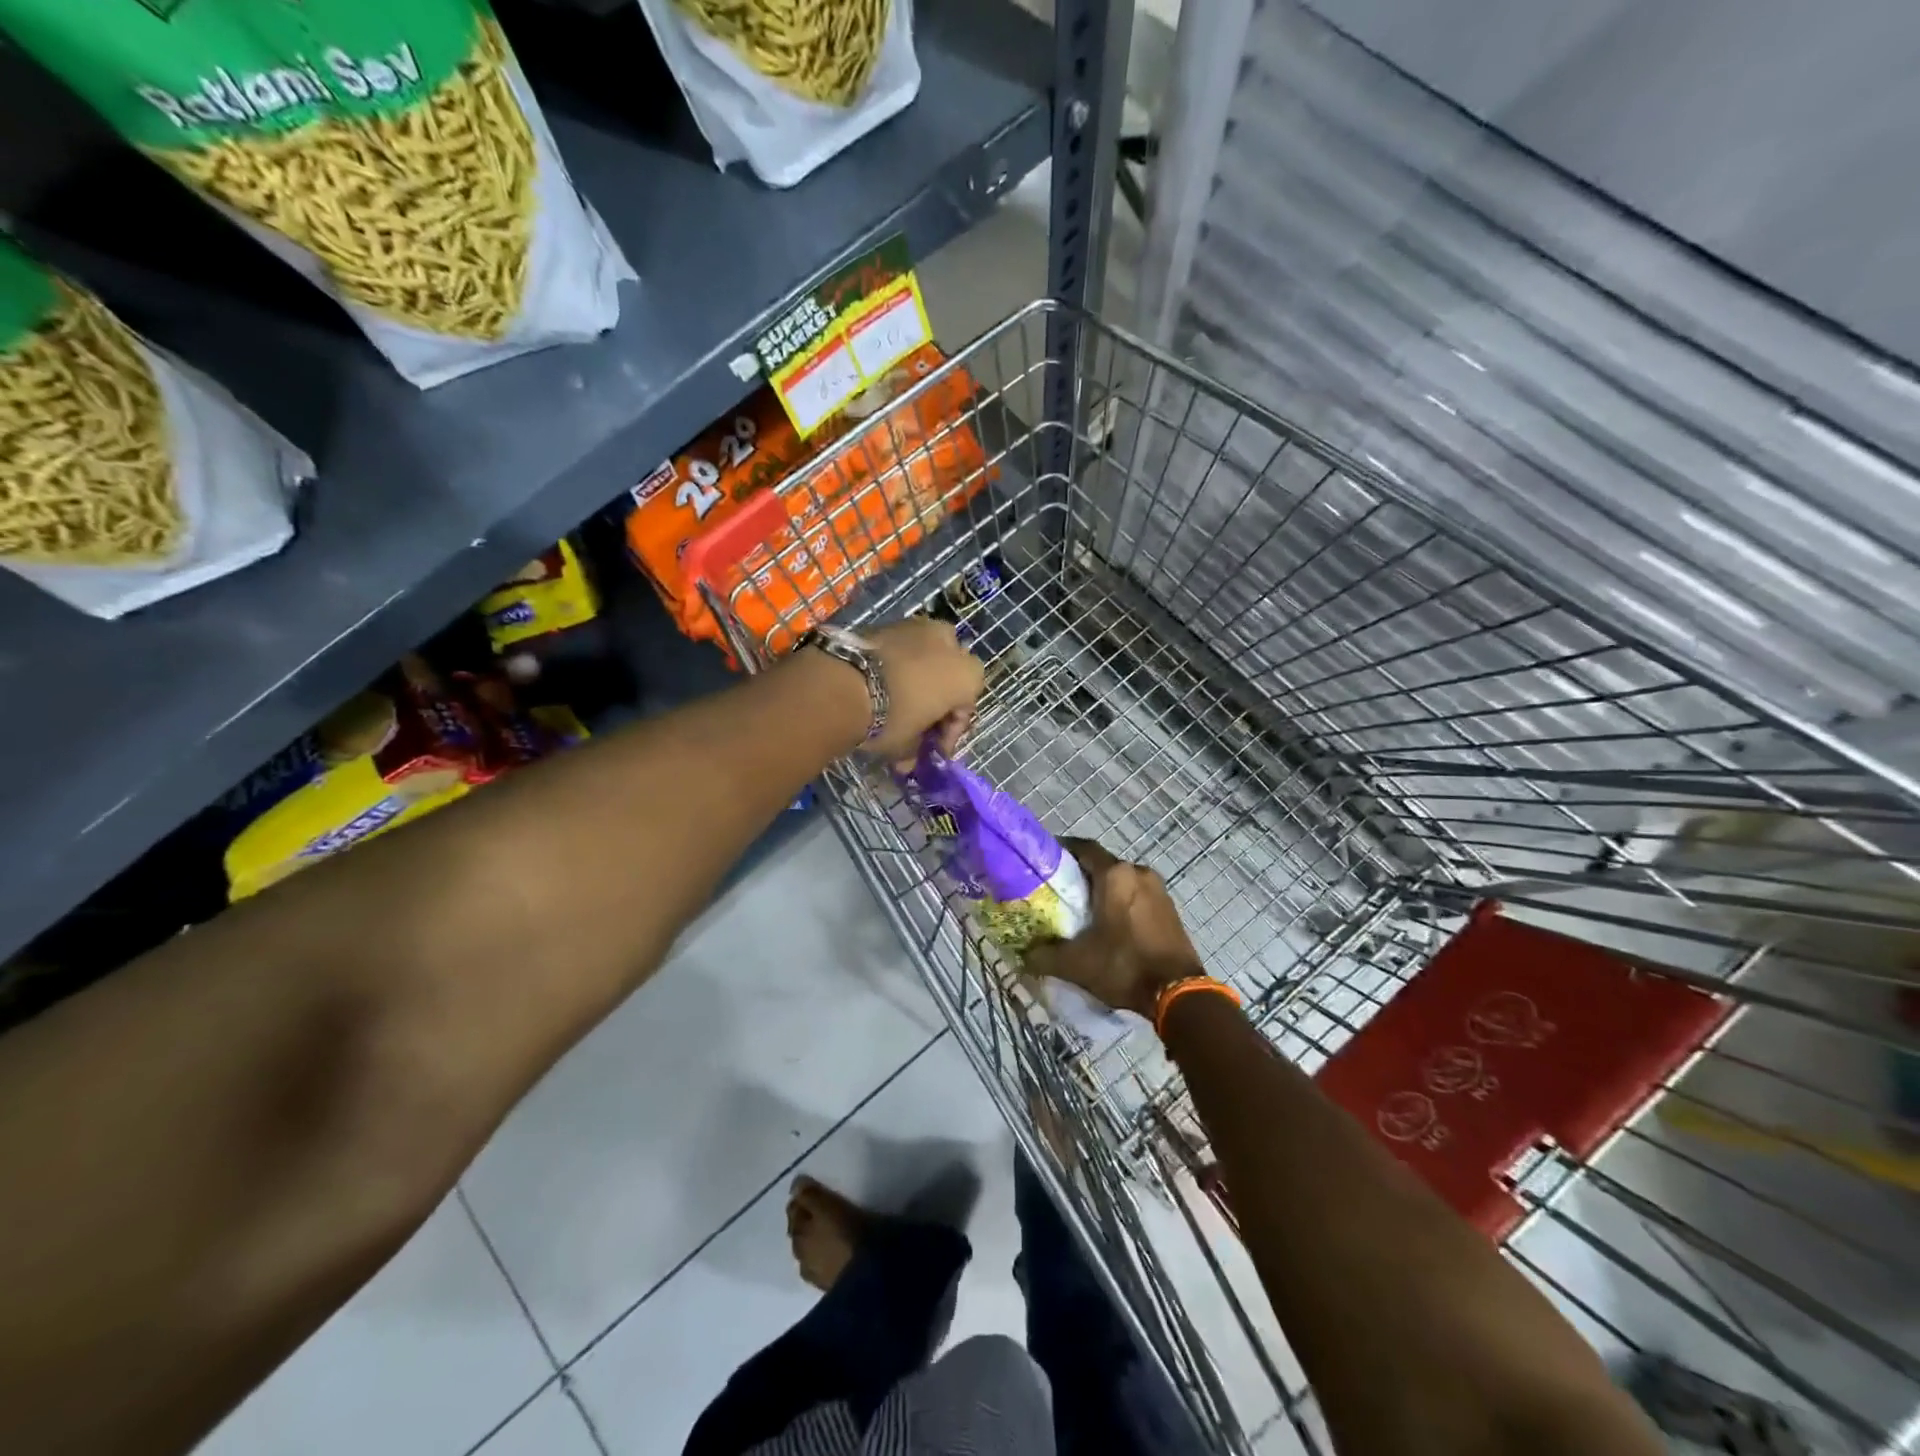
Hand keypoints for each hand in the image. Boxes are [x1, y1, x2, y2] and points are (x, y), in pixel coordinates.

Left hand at [865, 617, 984, 761]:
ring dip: (920, 675)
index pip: (964, 709)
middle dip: (938, 697)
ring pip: (928, 655)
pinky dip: (898, 663)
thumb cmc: (889, 718)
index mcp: (967, 676)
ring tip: (898, 698)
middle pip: (951, 675)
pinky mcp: (889, 621)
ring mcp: (920, 627)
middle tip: (919, 721)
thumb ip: (914, 750)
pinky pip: (903, 647)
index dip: (949, 733)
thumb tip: (908, 759)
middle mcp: (951, 645)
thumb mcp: (906, 745)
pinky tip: (881, 681)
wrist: (844, 683)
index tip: (933, 750)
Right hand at [1023, 840, 1204, 1018]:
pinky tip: (1109, 925)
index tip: (1043, 862)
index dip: (1061, 851)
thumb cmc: (1123, 966)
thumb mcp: (1075, 964)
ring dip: (1103, 890)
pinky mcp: (1170, 908)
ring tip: (1082, 911)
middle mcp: (1138, 872)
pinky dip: (1121, 903)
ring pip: (1121, 881)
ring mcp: (1158, 889)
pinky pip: (1137, 896)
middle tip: (1058, 893)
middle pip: (1102, 865)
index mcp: (1115, 875)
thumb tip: (1022, 954)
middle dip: (1080, 876)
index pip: (1083, 848)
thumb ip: (1043, 955)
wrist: (1178, 993)